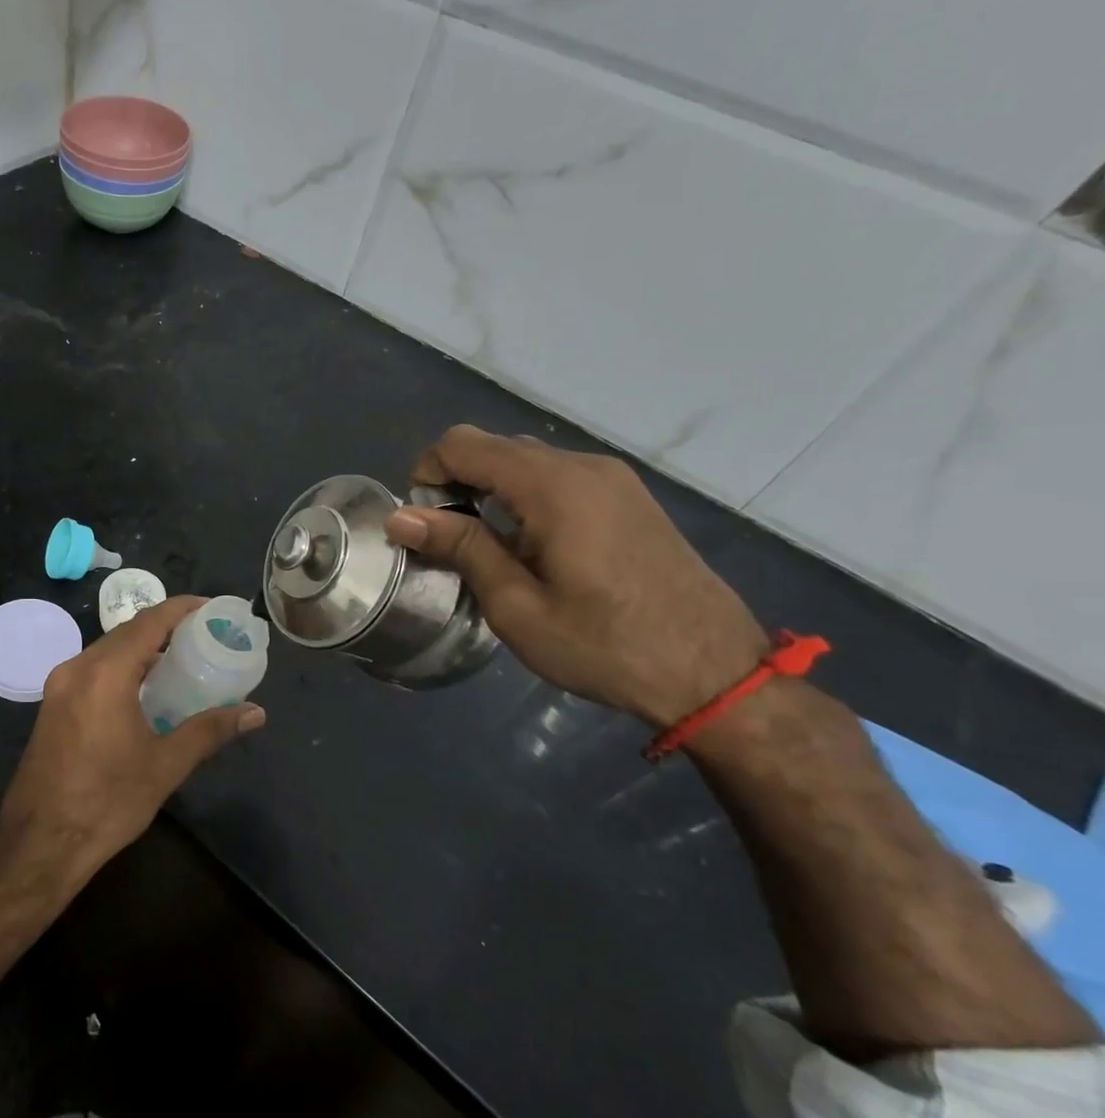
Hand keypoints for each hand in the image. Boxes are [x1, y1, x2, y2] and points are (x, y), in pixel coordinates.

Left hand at [0, 596, 265, 874]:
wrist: (39, 843)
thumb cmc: (107, 802)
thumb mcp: (165, 765)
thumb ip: (210, 731)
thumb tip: (255, 712)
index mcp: (105, 673)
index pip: (149, 622)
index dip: (182, 608)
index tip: (212, 608)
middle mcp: (77, 668)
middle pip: (127, 632)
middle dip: (165, 628)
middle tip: (203, 636)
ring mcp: (59, 686)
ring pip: (107, 650)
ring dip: (142, 649)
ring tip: (181, 659)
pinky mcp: (52, 705)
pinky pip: (93, 670)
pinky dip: (122, 667)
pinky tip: (144, 689)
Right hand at [384, 426, 768, 726]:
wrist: (716, 674)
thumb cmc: (606, 645)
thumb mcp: (517, 605)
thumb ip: (460, 547)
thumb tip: (400, 515)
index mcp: (553, 486)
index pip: (463, 444)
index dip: (427, 473)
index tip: (423, 523)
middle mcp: (583, 466)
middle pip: (493, 446)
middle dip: (456, 481)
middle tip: (450, 541)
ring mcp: (613, 478)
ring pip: (525, 459)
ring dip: (490, 489)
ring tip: (488, 548)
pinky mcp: (629, 496)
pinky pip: (557, 476)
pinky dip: (524, 495)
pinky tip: (531, 546)